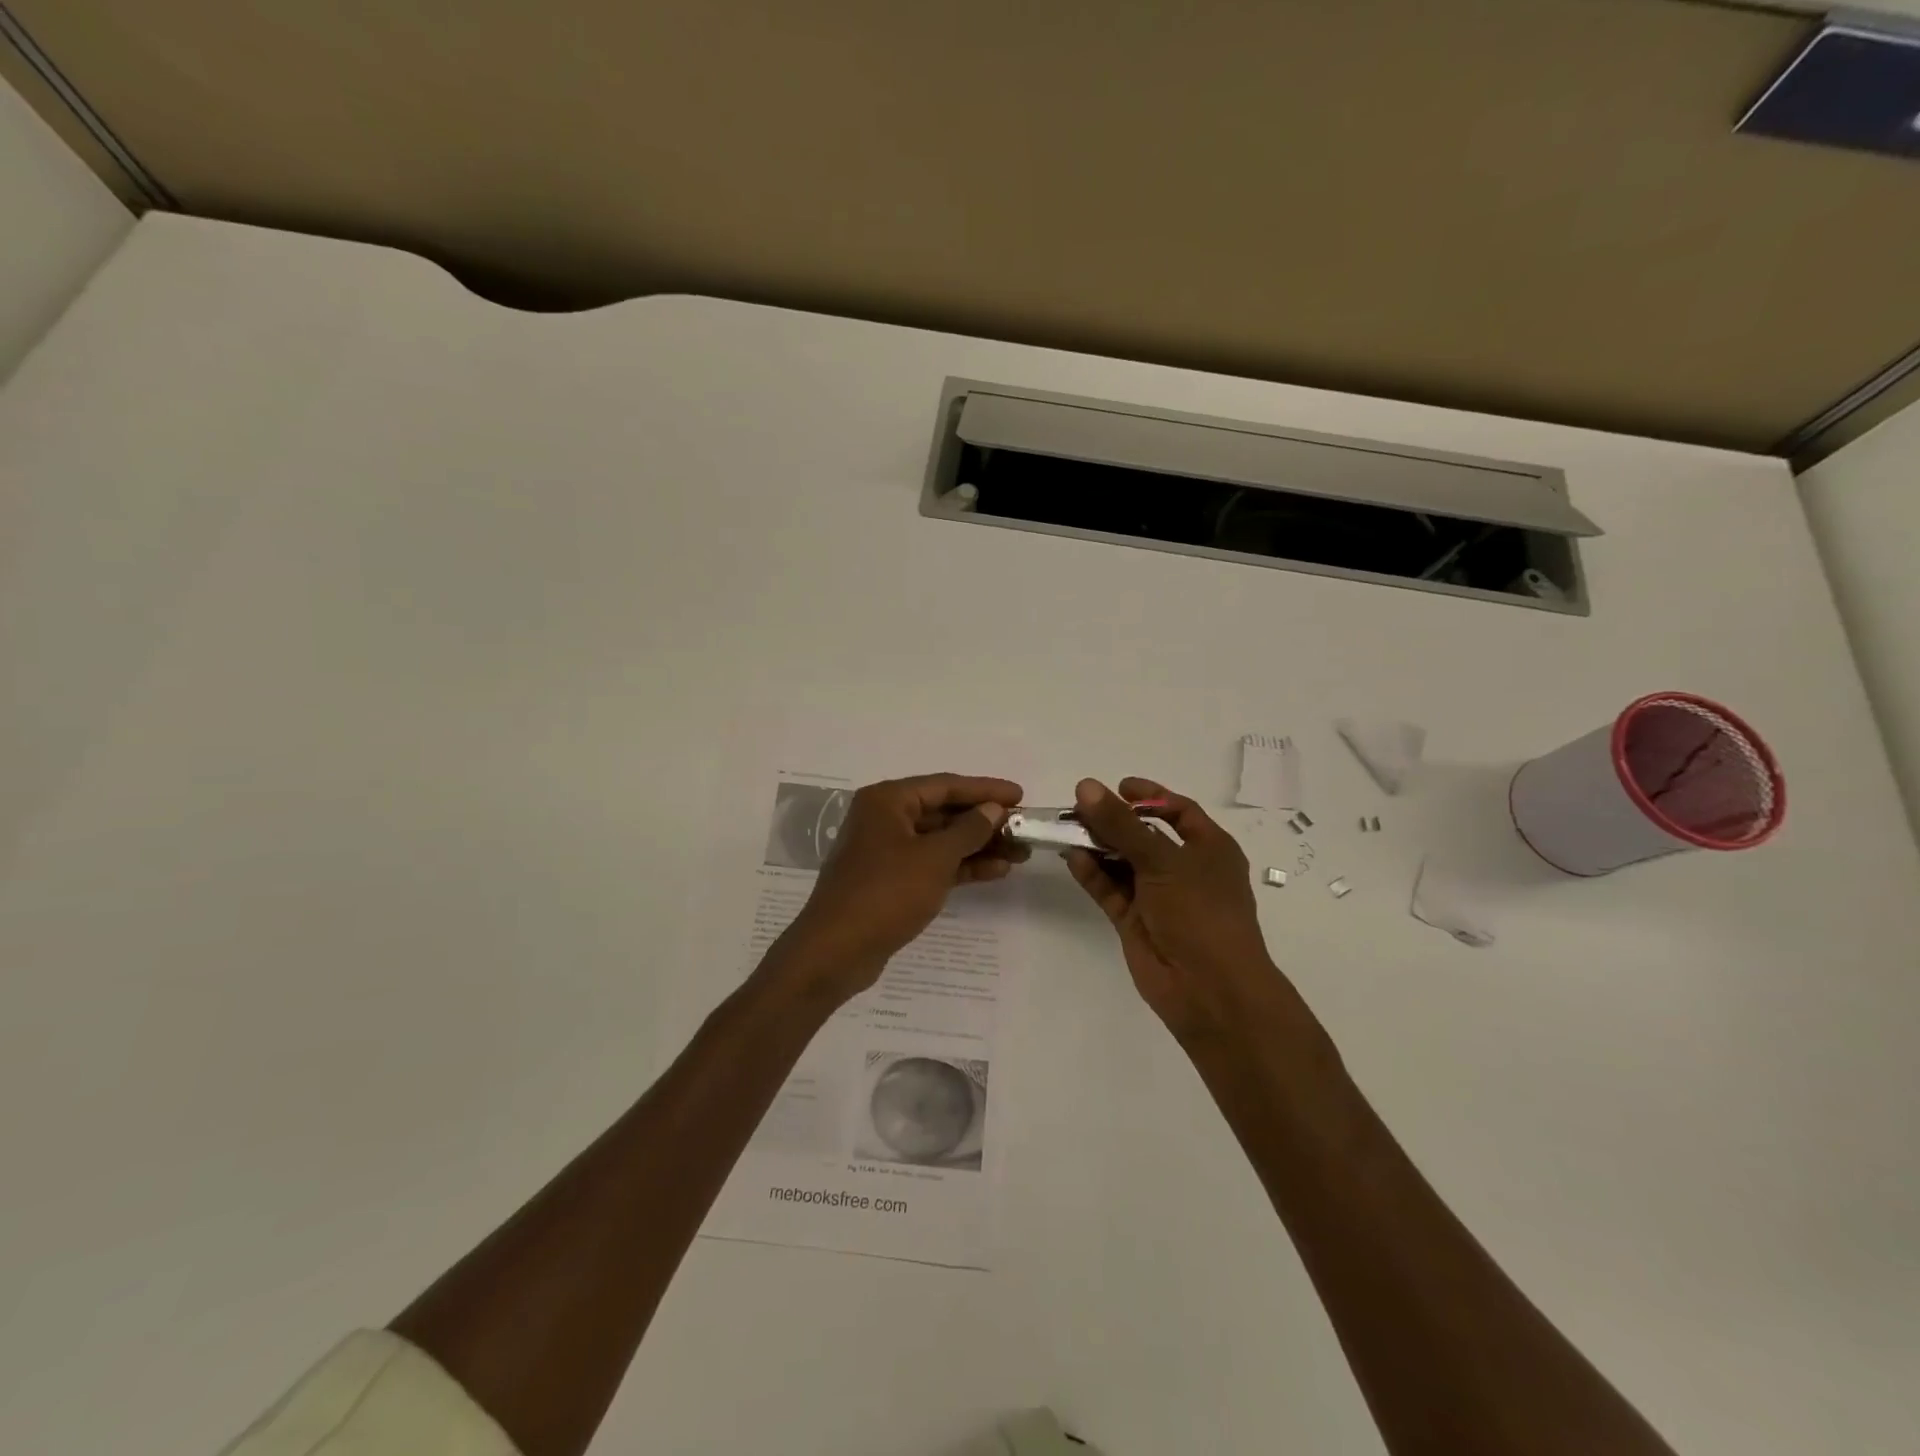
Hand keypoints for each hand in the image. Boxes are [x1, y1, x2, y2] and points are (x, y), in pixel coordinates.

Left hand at [774, 773, 1025, 1003]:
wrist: (837, 951)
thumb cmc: (885, 893)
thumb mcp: (934, 858)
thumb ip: (968, 830)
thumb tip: (992, 810)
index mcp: (887, 800)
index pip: (945, 785)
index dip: (985, 790)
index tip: (1021, 795)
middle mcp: (884, 818)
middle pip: (944, 812)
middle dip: (985, 822)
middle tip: (1024, 829)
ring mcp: (886, 851)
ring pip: (940, 840)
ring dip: (978, 846)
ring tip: (1019, 854)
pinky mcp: (890, 880)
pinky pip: (932, 864)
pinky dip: (961, 866)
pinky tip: (995, 872)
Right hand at [1065, 777, 1288, 1040]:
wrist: (1209, 990)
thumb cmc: (1200, 913)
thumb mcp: (1163, 860)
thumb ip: (1121, 824)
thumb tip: (1086, 786)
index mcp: (1209, 849)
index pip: (1179, 811)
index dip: (1149, 796)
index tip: (1117, 786)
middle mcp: (1184, 869)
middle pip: (1143, 835)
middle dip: (1113, 821)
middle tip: (1078, 807)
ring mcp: (1158, 897)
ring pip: (1123, 862)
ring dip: (1097, 845)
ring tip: (1066, 828)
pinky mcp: (1135, 921)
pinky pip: (1110, 890)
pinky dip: (1092, 874)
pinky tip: (1072, 857)